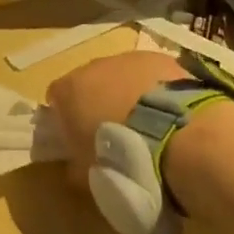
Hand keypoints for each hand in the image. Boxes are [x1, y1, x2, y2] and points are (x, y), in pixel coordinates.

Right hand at [46, 51, 187, 185]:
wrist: (178, 136)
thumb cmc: (123, 158)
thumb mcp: (89, 174)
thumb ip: (75, 165)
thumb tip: (75, 166)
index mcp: (70, 90)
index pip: (55, 97)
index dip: (63, 117)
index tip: (76, 137)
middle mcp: (95, 66)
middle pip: (89, 81)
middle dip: (97, 102)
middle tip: (114, 133)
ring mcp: (129, 59)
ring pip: (121, 75)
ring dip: (128, 94)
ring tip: (147, 125)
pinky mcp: (161, 59)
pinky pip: (151, 74)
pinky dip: (155, 89)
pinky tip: (170, 113)